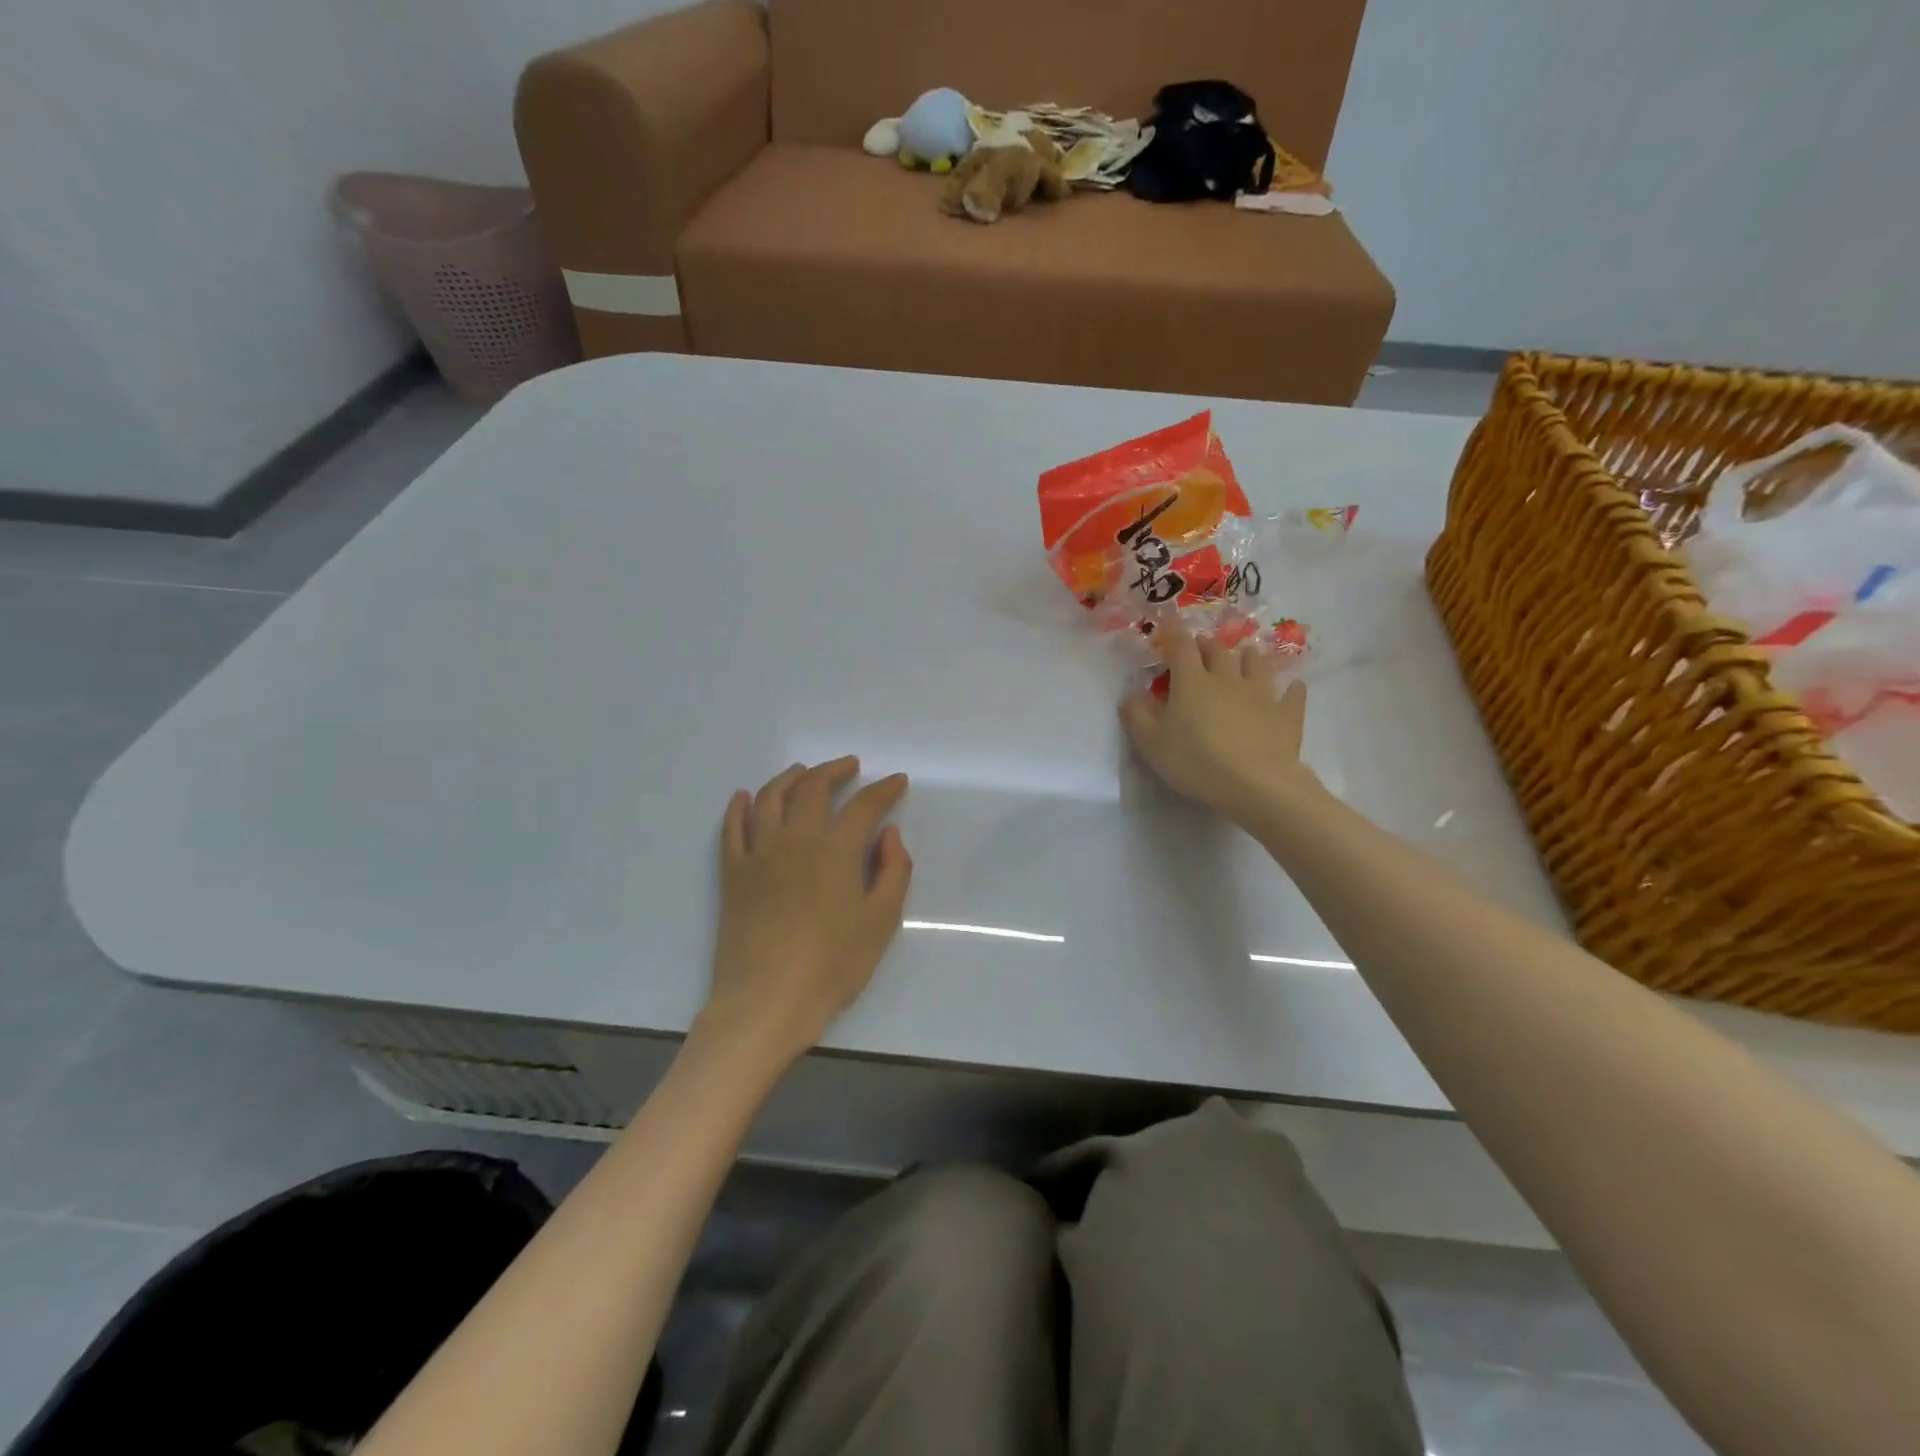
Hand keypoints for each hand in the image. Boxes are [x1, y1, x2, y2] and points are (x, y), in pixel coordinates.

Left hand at [699, 757, 911, 1070]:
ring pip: (770, 797)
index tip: (897, 781)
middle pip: (813, 787)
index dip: (884, 789)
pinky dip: (738, 806)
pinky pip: (732, 828)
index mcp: (836, 849)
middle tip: (850, 766)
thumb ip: (894, 871)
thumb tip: (888, 833)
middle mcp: (796, 839)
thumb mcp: (882, 922)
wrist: (767, 1001)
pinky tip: (744, 797)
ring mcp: (759, 853)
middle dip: (834, 770)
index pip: (864, 805)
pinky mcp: (733, 873)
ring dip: (789, 777)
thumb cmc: (833, 965)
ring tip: (803, 771)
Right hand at [1120, 617, 1317, 829]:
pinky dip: (1290, 689)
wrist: (1255, 784)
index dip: (1173, 634)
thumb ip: (1136, 715)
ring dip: (1248, 657)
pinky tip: (1292, 688)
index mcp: (1192, 682)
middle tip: (1200, 648)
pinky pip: (1292, 694)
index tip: (1167, 627)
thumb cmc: (1195, 762)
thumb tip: (1130, 695)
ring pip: (1256, 663)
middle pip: (1218, 650)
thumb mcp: (1151, 743)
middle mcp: (1227, 678)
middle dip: (1207, 645)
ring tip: (1244, 658)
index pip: (1181, 647)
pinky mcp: (1286, 714)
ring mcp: (1261, 693)